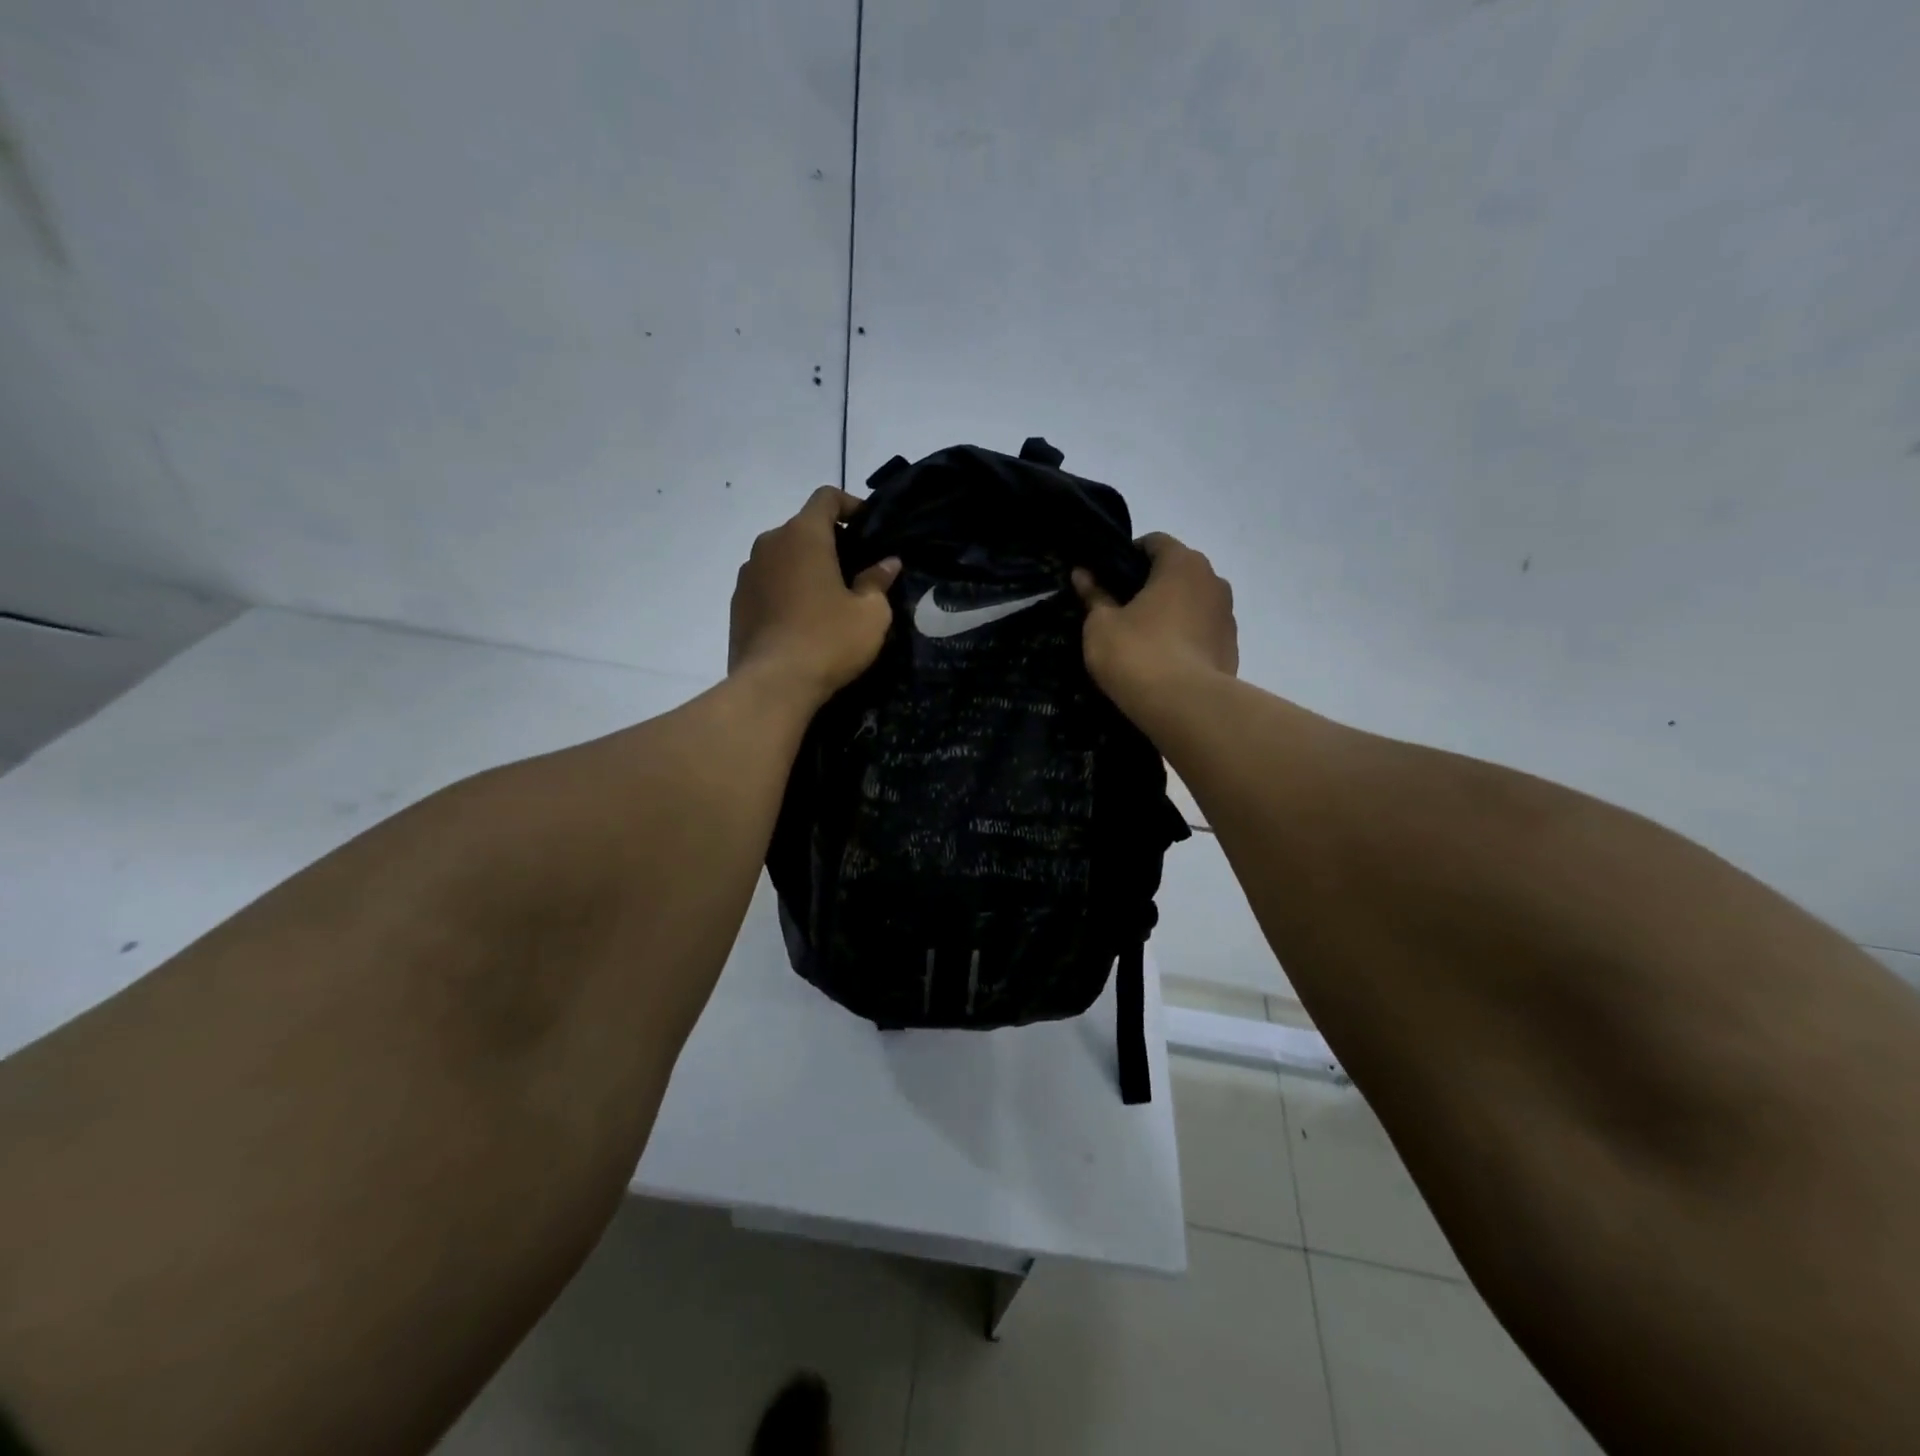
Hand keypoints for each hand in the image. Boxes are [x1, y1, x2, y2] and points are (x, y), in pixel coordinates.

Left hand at [729, 486, 900, 706]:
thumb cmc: (829, 641)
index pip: (826, 498)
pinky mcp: (737, 603)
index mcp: (803, 536)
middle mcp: (769, 544)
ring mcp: (748, 573)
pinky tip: (801, 620)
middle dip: (829, 541)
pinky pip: (767, 583)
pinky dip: (786, 590)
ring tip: (827, 598)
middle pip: (802, 528)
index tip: (868, 526)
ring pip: (782, 557)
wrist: (773, 685)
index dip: (850, 505)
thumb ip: (878, 581)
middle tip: (854, 569)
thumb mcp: (871, 614)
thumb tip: (887, 563)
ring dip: (804, 567)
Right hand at [1073, 533, 1237, 710]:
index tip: (1107, 580)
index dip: (1127, 557)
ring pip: (1192, 604)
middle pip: (1176, 572)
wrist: (1185, 707)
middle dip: (1150, 586)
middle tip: (1120, 611)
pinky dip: (1184, 639)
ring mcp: (1227, 616)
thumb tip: (1083, 574)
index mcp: (1182, 563)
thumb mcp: (1101, 625)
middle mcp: (1213, 581)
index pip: (1154, 542)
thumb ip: (1094, 595)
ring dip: (1170, 613)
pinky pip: (1202, 633)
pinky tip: (1164, 662)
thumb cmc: (1138, 654)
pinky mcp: (1232, 649)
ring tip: (1143, 640)